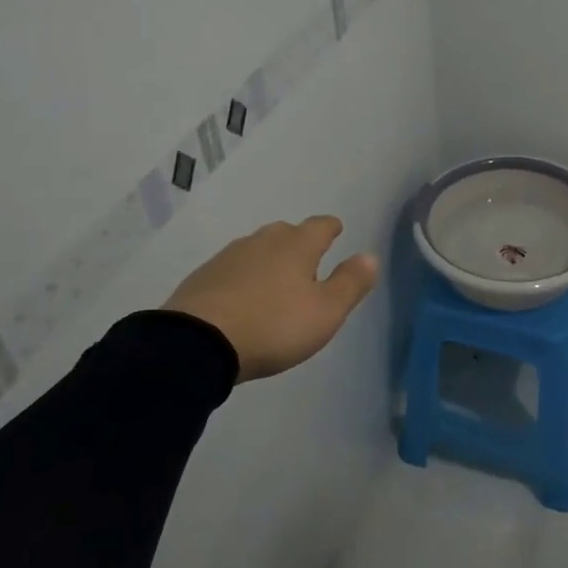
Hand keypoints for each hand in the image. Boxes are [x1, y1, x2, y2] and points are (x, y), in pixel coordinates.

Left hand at [164, 217, 379, 381]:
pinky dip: (245, 276)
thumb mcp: (326, 312)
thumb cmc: (274, 326)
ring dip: (270, 259)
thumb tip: (369, 256)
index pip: (320, 226)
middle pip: (287, 232)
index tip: (336, 230)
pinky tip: (244, 296)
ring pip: (258, 248)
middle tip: (308, 260)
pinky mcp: (203, 276)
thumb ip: (350, 283)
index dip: (330, 228)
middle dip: (299, 242)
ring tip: (277, 280)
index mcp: (297, 245)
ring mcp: (229, 256)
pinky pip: (233, 268)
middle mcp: (263, 241)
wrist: (198, 342)